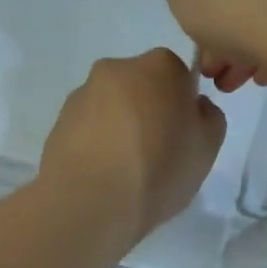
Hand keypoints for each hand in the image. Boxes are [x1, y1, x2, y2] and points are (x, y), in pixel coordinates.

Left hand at [39, 49, 226, 246]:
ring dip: (121, 129)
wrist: (91, 201)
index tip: (182, 138)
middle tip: (156, 155)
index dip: (183, 107)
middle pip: (142, 88)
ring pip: (112, 108)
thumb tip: (194, 107)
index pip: (179, 77)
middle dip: (149, 113)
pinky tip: (103, 176)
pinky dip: (97, 145)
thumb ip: (209, 117)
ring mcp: (82, 94)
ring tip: (126, 172)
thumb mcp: (208, 148)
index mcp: (160, 66)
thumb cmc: (159, 169)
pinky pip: (88, 129)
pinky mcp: (58, 122)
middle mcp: (117, 68)